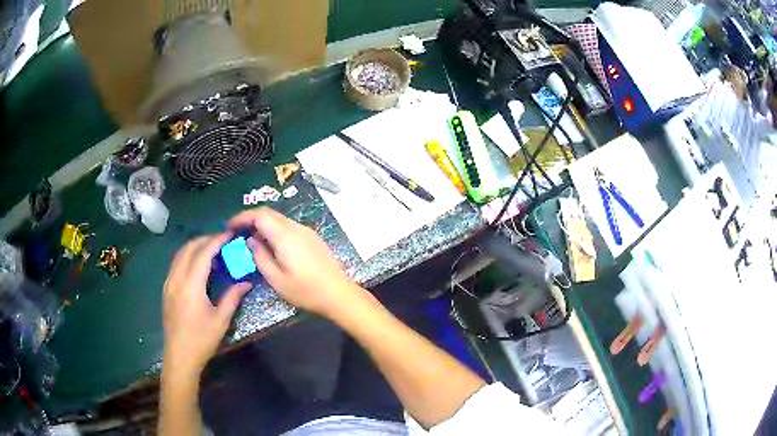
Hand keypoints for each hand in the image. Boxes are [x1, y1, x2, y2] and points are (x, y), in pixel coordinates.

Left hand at [162, 234, 251, 375]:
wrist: (180, 356)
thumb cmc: (202, 339)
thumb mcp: (221, 320)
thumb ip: (232, 297)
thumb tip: (246, 282)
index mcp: (191, 285)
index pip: (203, 253)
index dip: (216, 240)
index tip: (229, 234)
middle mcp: (177, 278)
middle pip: (189, 248)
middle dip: (205, 240)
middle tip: (222, 241)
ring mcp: (169, 283)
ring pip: (180, 254)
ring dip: (195, 247)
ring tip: (211, 251)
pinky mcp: (166, 289)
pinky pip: (175, 264)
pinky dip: (187, 257)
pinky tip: (196, 266)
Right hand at [228, 207, 363, 319]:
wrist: (339, 294)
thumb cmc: (306, 290)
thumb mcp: (277, 279)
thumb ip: (260, 257)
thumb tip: (251, 240)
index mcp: (285, 236)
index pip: (260, 215)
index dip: (242, 217)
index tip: (230, 225)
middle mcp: (296, 228)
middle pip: (270, 214)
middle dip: (251, 219)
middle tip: (237, 231)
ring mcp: (307, 231)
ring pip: (280, 220)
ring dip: (263, 224)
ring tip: (251, 239)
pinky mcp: (313, 238)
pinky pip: (289, 227)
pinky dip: (275, 230)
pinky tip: (270, 245)